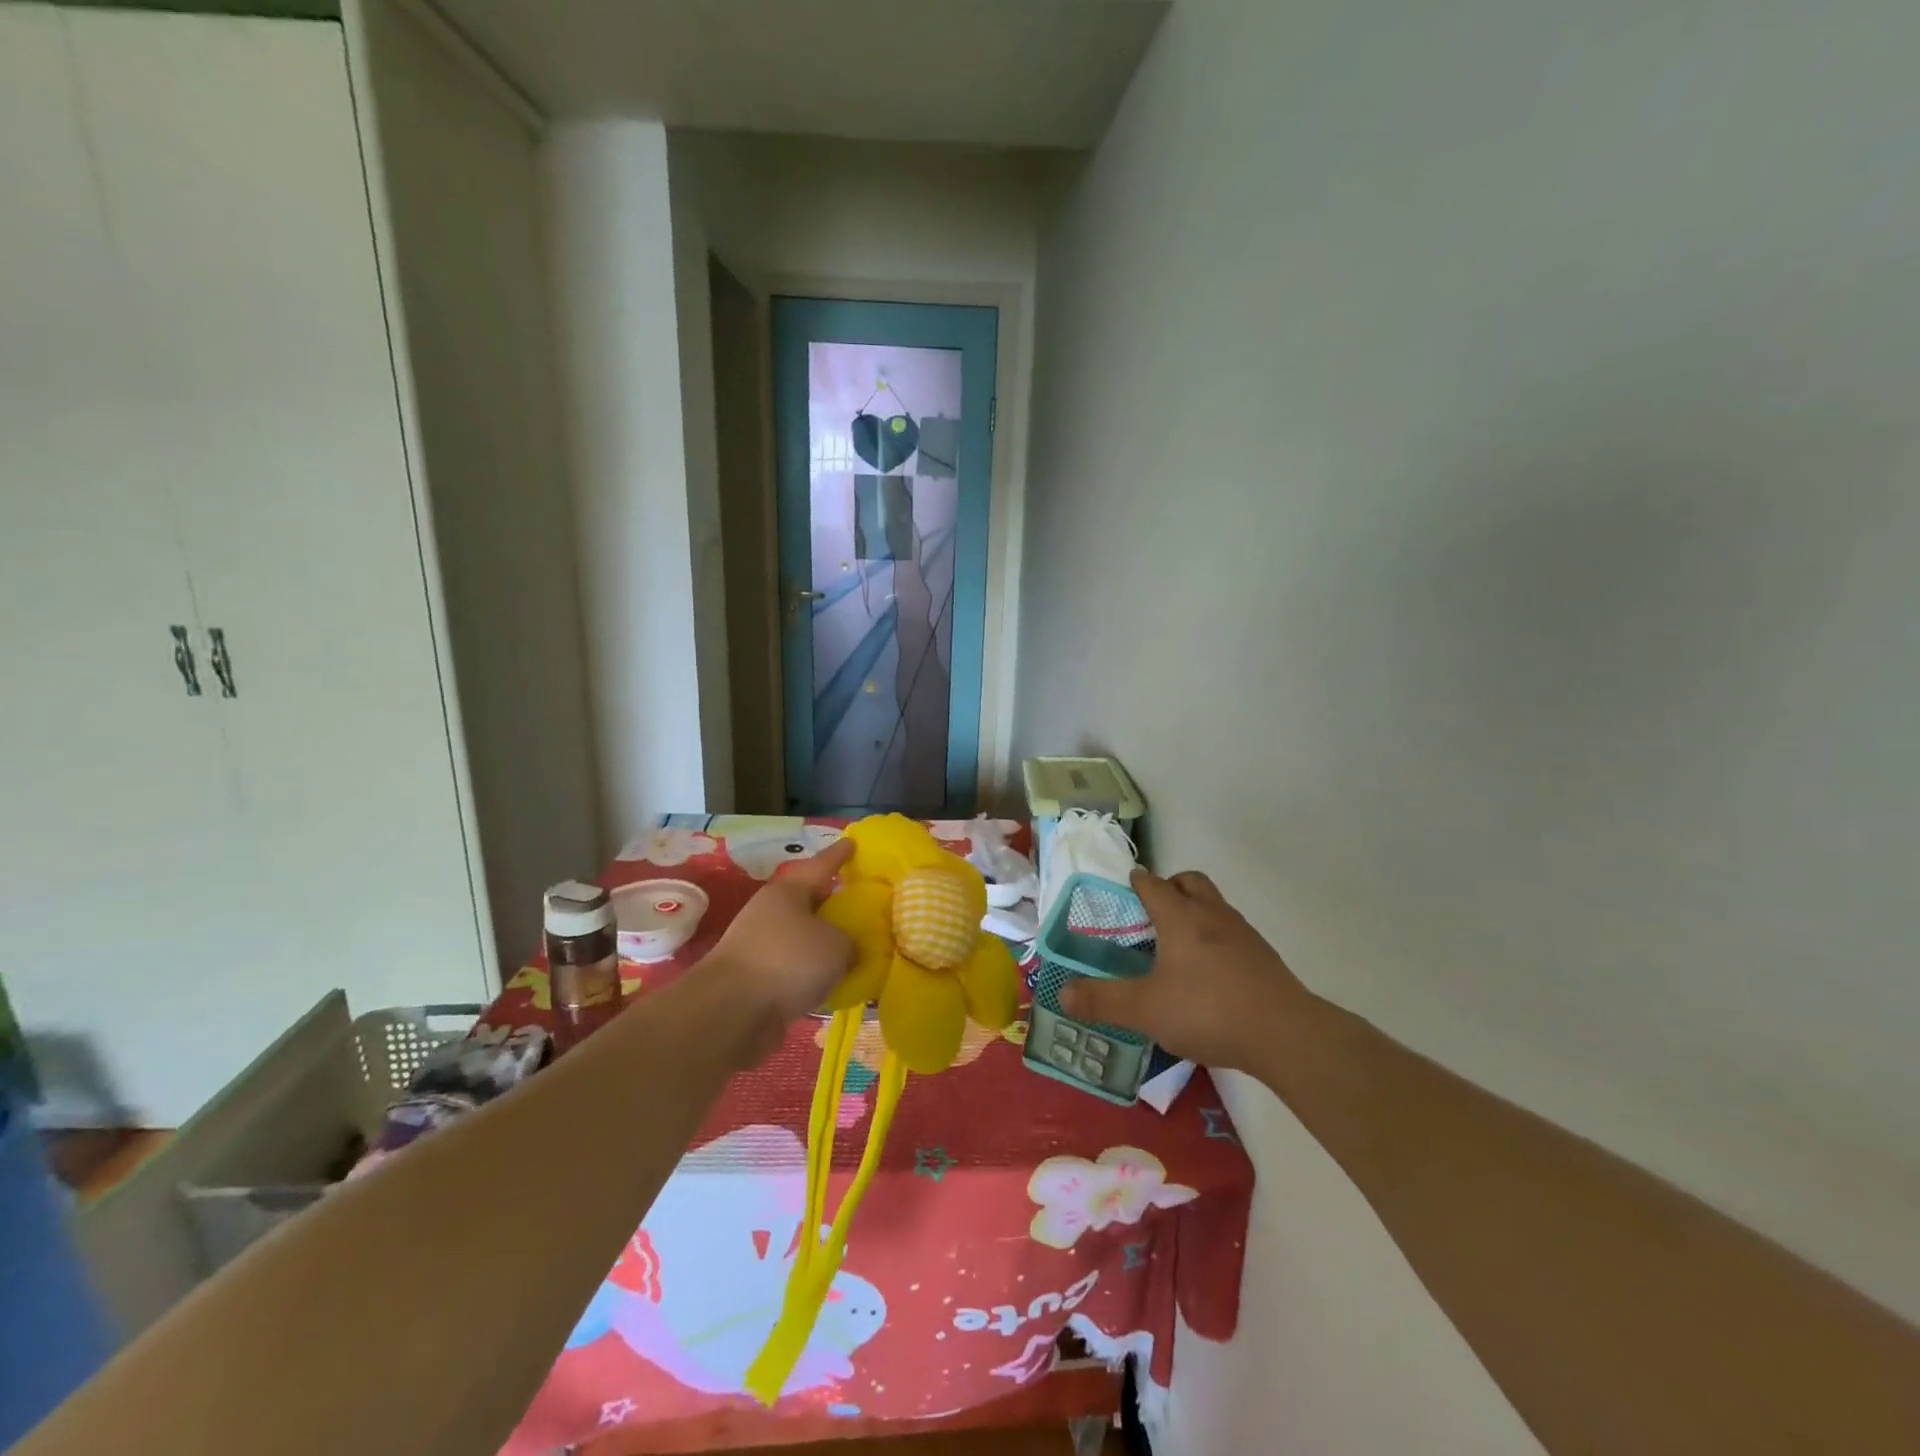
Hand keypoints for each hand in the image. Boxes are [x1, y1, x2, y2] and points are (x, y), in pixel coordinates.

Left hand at [710, 839, 856, 1024]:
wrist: (731, 1012)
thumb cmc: (787, 961)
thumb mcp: (837, 946)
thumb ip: (851, 942)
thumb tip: (847, 949)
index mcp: (789, 891)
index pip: (821, 865)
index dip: (839, 855)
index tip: (853, 842)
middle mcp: (771, 912)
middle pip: (809, 901)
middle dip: (833, 904)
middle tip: (861, 905)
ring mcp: (759, 946)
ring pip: (801, 937)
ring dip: (822, 943)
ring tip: (853, 950)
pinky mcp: (755, 979)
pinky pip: (793, 968)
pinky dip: (811, 973)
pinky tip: (833, 983)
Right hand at [1060, 867, 1311, 1071]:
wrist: (1285, 1034)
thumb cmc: (1207, 1010)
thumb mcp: (1145, 1010)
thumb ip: (1103, 1001)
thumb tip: (1062, 993)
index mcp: (1180, 918)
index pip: (1154, 885)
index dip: (1138, 881)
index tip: (1127, 885)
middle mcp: (1212, 915)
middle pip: (1191, 882)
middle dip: (1171, 886)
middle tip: (1154, 911)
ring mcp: (1243, 934)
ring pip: (1215, 906)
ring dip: (1196, 911)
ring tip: (1179, 944)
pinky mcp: (1264, 958)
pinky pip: (1233, 933)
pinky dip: (1217, 939)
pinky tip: (1210, 973)